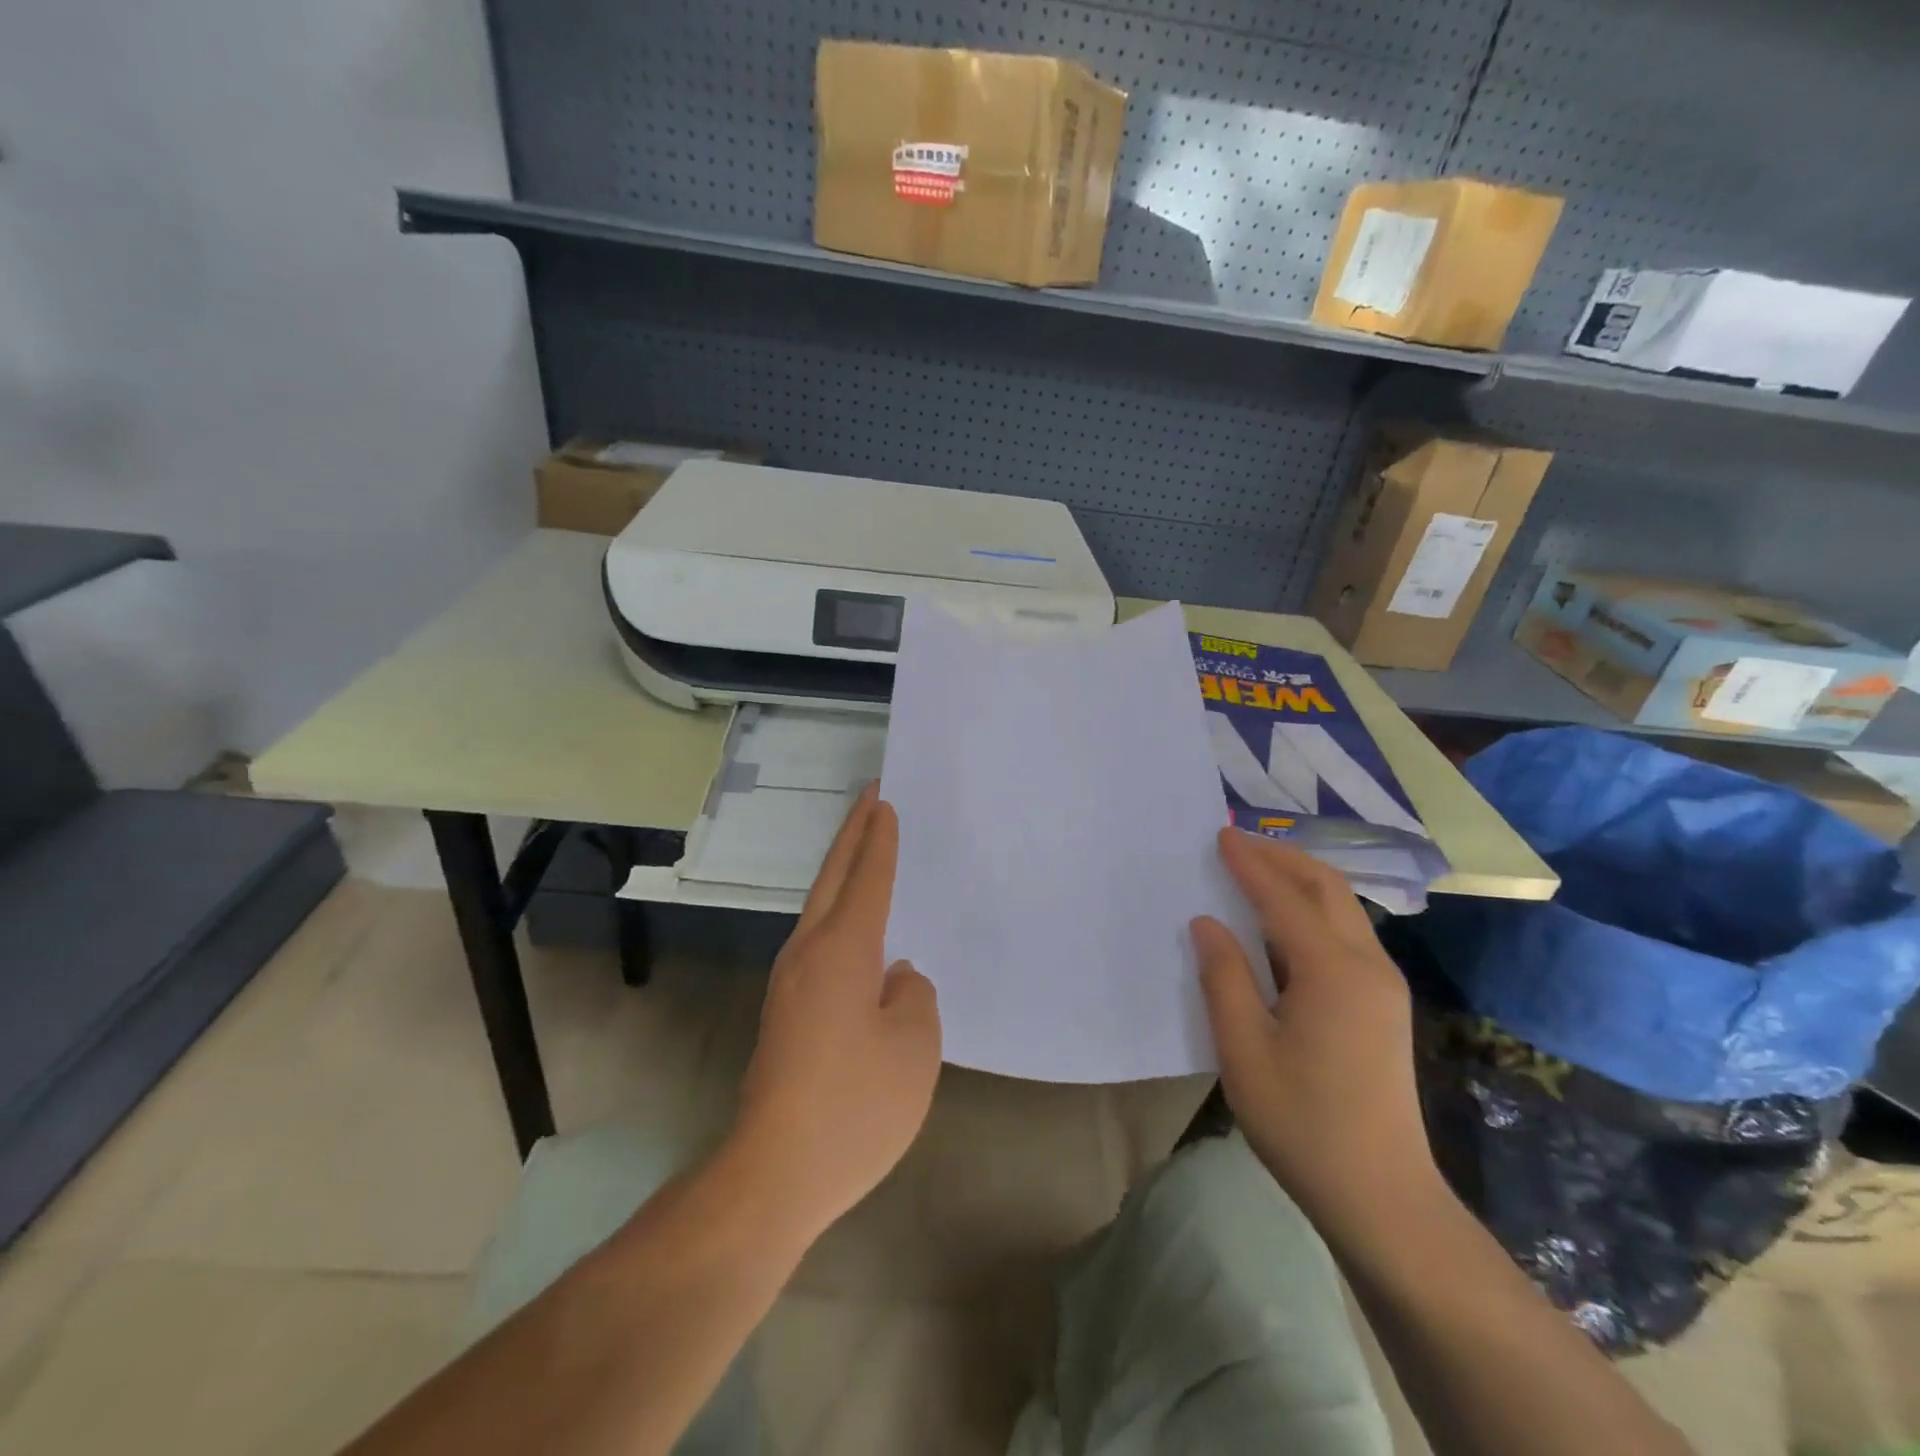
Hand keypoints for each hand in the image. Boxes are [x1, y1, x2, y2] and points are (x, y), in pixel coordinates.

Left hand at [729, 788, 941, 1240]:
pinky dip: (838, 916)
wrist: (774, 1174)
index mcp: (842, 950)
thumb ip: (914, 996)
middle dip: (851, 836)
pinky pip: (818, 944)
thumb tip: (896, 977)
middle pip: (831, 879)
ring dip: (841, 875)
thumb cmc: (854, 1105)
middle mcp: (808, 954)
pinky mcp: (785, 1013)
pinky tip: (859, 936)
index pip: (867, 878)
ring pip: (819, 910)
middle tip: (869, 799)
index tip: (884, 802)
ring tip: (866, 855)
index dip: (879, 840)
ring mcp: (789, 984)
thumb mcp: (914, 1047)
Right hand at [1190, 829, 1438, 1222]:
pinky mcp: (1384, 1004)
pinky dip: (1313, 910)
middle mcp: (1367, 965)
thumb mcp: (1244, 1050)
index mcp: (1332, 971)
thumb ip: (1224, 977)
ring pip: (1343, 908)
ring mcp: (1383, 985)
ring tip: (1257, 871)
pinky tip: (1283, 923)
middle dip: (1282, 858)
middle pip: (1327, 888)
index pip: (1284, 897)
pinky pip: (1347, 934)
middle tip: (1237, 843)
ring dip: (1300, 880)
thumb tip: (1208, 922)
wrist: (1382, 1196)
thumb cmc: (1302, 1122)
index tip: (1219, 835)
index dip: (1249, 864)